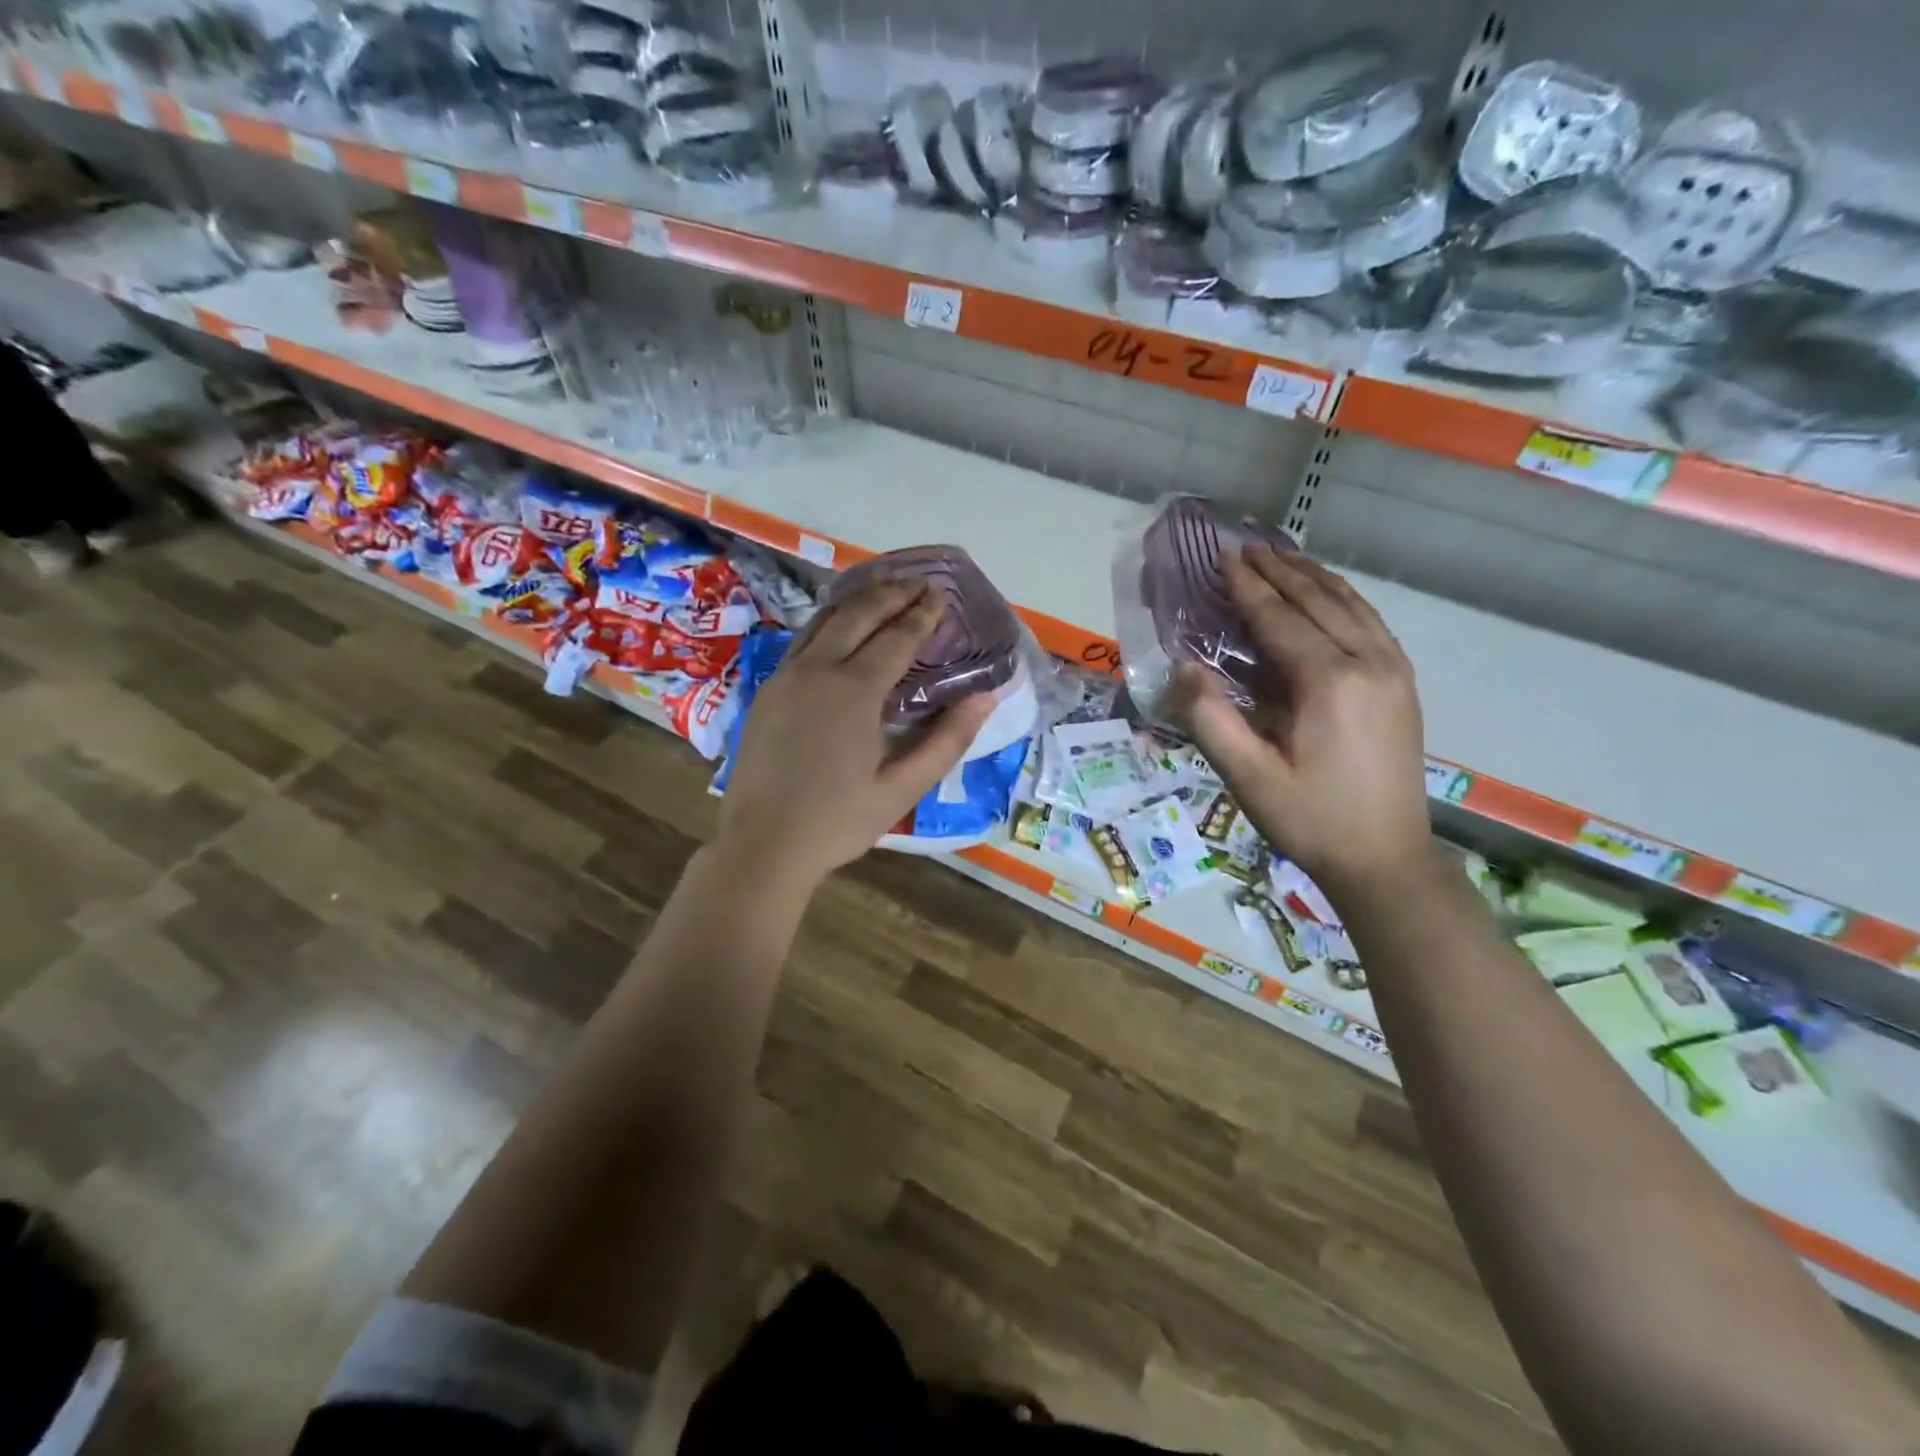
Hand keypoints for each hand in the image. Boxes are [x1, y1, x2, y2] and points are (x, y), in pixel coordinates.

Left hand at [715, 579, 994, 887]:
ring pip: (824, 621)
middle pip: (857, 614)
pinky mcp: (767, 691)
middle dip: (891, 593)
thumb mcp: (903, 788)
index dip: (922, 614)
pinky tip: (839, 629)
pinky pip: (803, 641)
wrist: (763, 844)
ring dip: (858, 602)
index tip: (942, 594)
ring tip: (884, 592)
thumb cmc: (838, 820)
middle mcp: (817, 669)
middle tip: (918, 583)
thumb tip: (986, 698)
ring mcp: (785, 677)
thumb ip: (947, 740)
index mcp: (854, 690)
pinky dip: (829, 623)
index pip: (896, 637)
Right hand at [1170, 543, 1432, 898]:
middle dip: (1279, 570)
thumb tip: (1181, 666)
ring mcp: (1394, 670)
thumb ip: (1211, 718)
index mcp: (1329, 681)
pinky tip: (1328, 596)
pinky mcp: (1403, 684)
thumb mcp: (1248, 777)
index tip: (1223, 555)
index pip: (1281, 617)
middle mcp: (1369, 662)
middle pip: (1319, 600)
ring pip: (1351, 605)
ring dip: (1313, 578)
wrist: (1387, 859)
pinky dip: (1343, 599)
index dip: (1248, 586)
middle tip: (1245, 546)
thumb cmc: (1310, 819)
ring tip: (1282, 557)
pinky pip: (1370, 623)